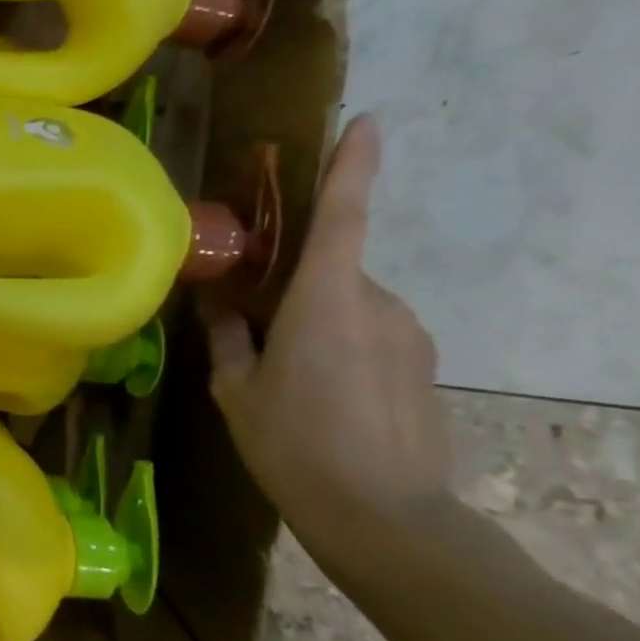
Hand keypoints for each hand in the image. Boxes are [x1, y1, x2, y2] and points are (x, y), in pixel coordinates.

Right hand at [201, 116, 451, 574]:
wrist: (385, 519)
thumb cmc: (294, 446)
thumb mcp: (237, 391)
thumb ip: (228, 337)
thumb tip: (217, 301)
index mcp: (325, 302)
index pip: (342, 217)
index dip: (352, 165)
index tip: (364, 121)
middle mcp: (376, 305)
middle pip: (332, 271)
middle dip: (295, 286)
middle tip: (256, 324)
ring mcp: (408, 335)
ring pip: (350, 306)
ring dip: (316, 321)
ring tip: (287, 377)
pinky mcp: (422, 364)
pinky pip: (372, 334)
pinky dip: (342, 346)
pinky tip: (322, 396)